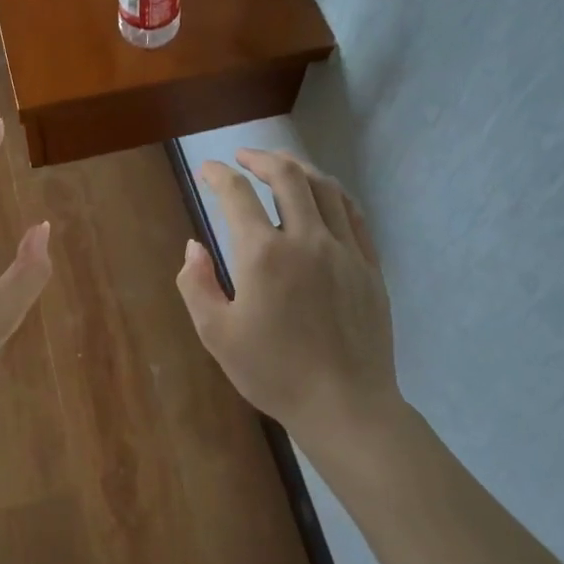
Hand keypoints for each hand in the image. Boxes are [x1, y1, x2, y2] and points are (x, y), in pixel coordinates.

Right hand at [175, 149, 400, 450]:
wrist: (345, 406)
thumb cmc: (273, 372)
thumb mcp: (216, 334)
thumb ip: (196, 284)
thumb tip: (194, 246)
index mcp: (263, 254)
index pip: (237, 194)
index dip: (218, 175)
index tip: (207, 171)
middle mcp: (306, 239)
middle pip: (287, 175)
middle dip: (261, 157)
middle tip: (244, 157)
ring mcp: (344, 249)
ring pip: (324, 187)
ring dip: (298, 167)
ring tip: (281, 164)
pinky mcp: (369, 265)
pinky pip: (352, 213)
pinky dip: (332, 192)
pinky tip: (323, 195)